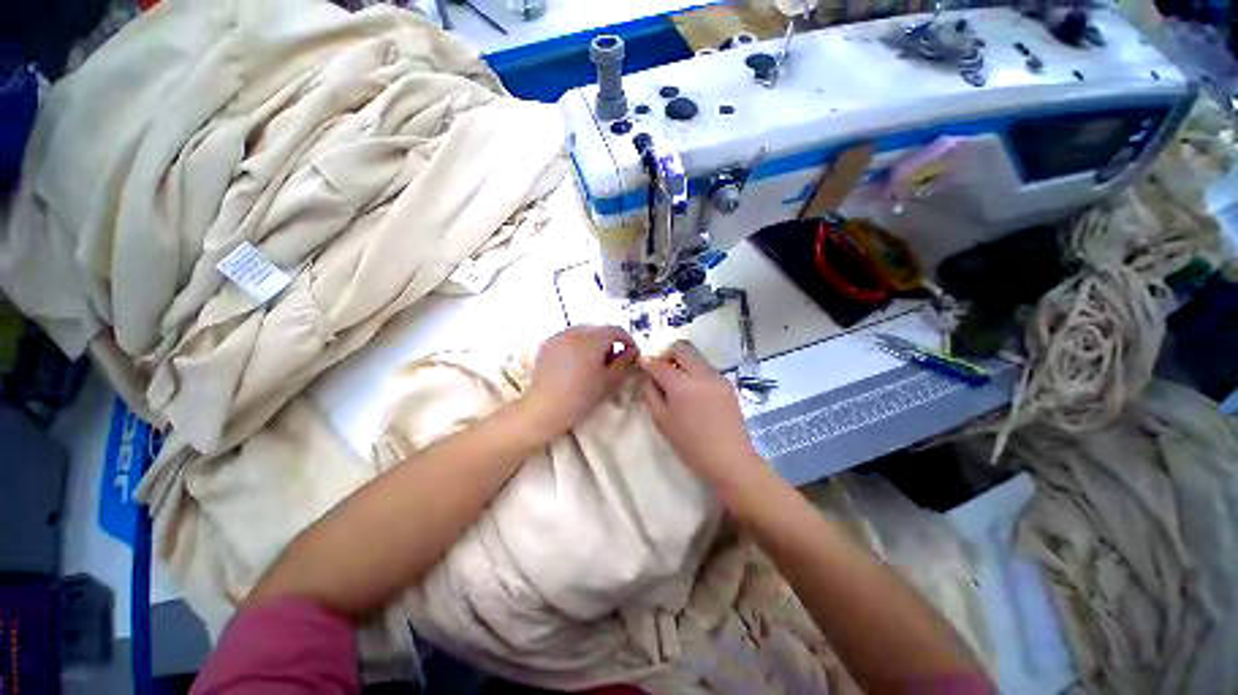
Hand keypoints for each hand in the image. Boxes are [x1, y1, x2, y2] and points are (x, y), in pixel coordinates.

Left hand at [521, 325, 638, 438]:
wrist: (544, 408)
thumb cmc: (580, 397)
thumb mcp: (608, 381)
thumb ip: (624, 362)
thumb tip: (632, 351)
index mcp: (592, 340)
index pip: (616, 330)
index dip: (628, 340)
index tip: (632, 354)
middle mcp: (575, 331)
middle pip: (600, 330)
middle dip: (610, 342)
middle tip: (612, 362)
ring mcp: (559, 335)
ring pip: (584, 332)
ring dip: (594, 343)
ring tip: (592, 363)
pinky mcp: (548, 342)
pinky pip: (569, 337)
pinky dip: (578, 345)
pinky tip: (576, 363)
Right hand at [640, 340, 762, 487]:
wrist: (730, 460)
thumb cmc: (690, 445)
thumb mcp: (662, 421)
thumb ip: (650, 394)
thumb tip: (647, 376)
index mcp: (682, 385)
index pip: (660, 363)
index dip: (648, 361)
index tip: (641, 363)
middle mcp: (701, 374)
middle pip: (682, 348)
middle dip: (666, 354)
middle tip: (659, 369)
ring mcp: (717, 377)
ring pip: (696, 357)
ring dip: (681, 362)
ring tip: (675, 382)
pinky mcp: (727, 384)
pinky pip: (706, 369)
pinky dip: (694, 372)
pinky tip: (692, 392)